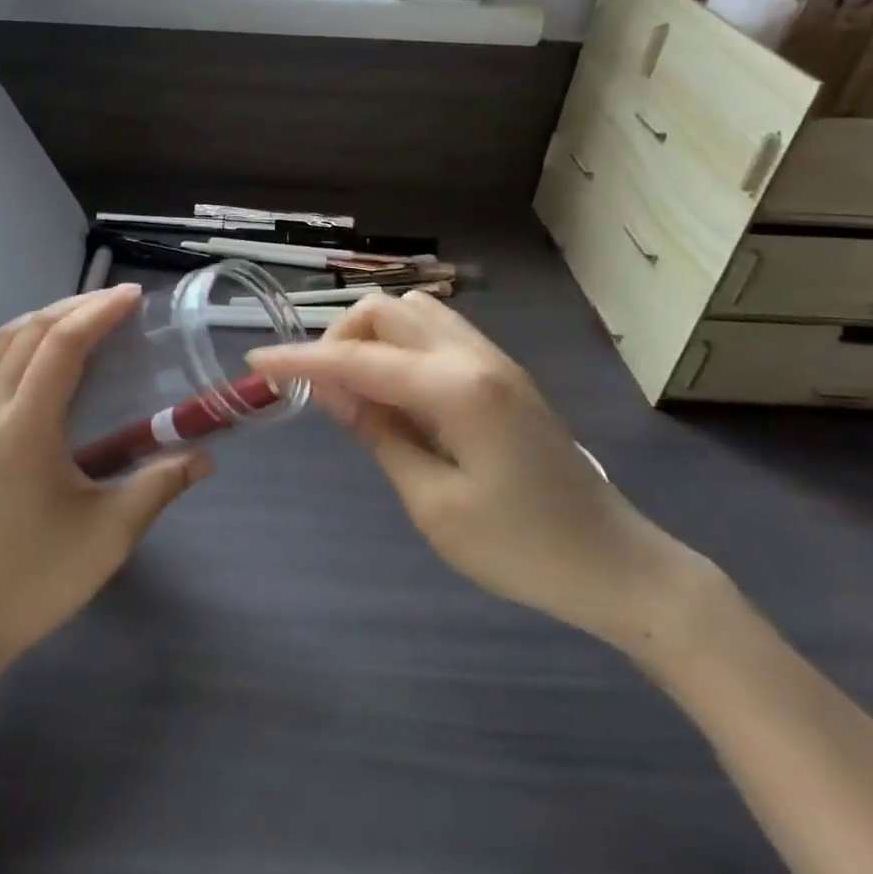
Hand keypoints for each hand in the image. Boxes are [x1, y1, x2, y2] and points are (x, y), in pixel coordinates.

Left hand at [0, 286, 211, 672]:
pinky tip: (41, 362)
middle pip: (28, 331)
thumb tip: (205, 456)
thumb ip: (161, 484)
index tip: (133, 296)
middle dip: (74, 307)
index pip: (61, 344)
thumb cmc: (38, 578)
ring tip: (83, 321)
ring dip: (43, 321)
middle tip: (115, 304)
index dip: (99, 312)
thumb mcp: (111, 533)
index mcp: (22, 427)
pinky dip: (17, 345)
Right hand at [248, 293, 710, 653]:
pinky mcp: (502, 372)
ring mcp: (493, 358)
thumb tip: (329, 387)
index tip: (257, 363)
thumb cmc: (521, 549)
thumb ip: (378, 433)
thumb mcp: (433, 504)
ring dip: (372, 337)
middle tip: (323, 392)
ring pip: (412, 312)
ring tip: (358, 391)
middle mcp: (474, 355)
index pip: (358, 360)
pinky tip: (397, 392)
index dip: (301, 360)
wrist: (615, 563)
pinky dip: (400, 346)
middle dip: (339, 338)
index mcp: (456, 389)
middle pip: (386, 310)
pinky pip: (437, 333)